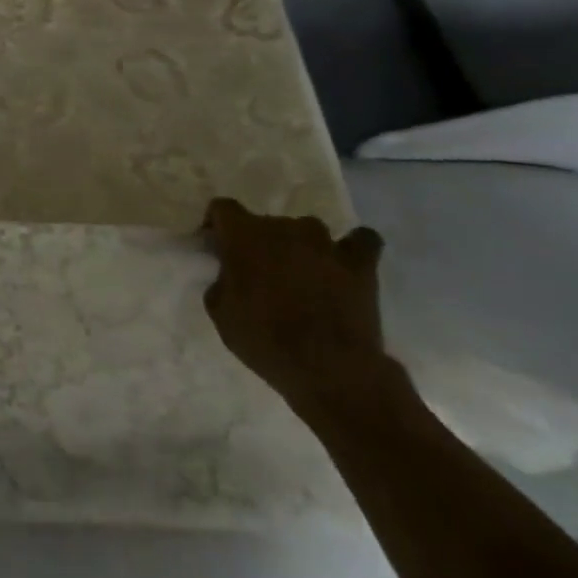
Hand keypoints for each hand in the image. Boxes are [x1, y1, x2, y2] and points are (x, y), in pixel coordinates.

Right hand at [202, 197, 394, 417]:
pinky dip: (351, 247)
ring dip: (299, 245)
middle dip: (258, 241)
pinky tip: (343, 262)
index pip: (223, 208)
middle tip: (258, 271)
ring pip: (306, 230)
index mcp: (244, 236)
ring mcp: (326, 243)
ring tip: (300, 273)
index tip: (216, 246)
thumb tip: (231, 272)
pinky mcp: (361, 263)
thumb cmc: (264, 340)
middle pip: (265, 222)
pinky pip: (361, 240)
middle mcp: (284, 228)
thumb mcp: (220, 313)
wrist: (329, 369)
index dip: (216, 224)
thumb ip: (222, 280)